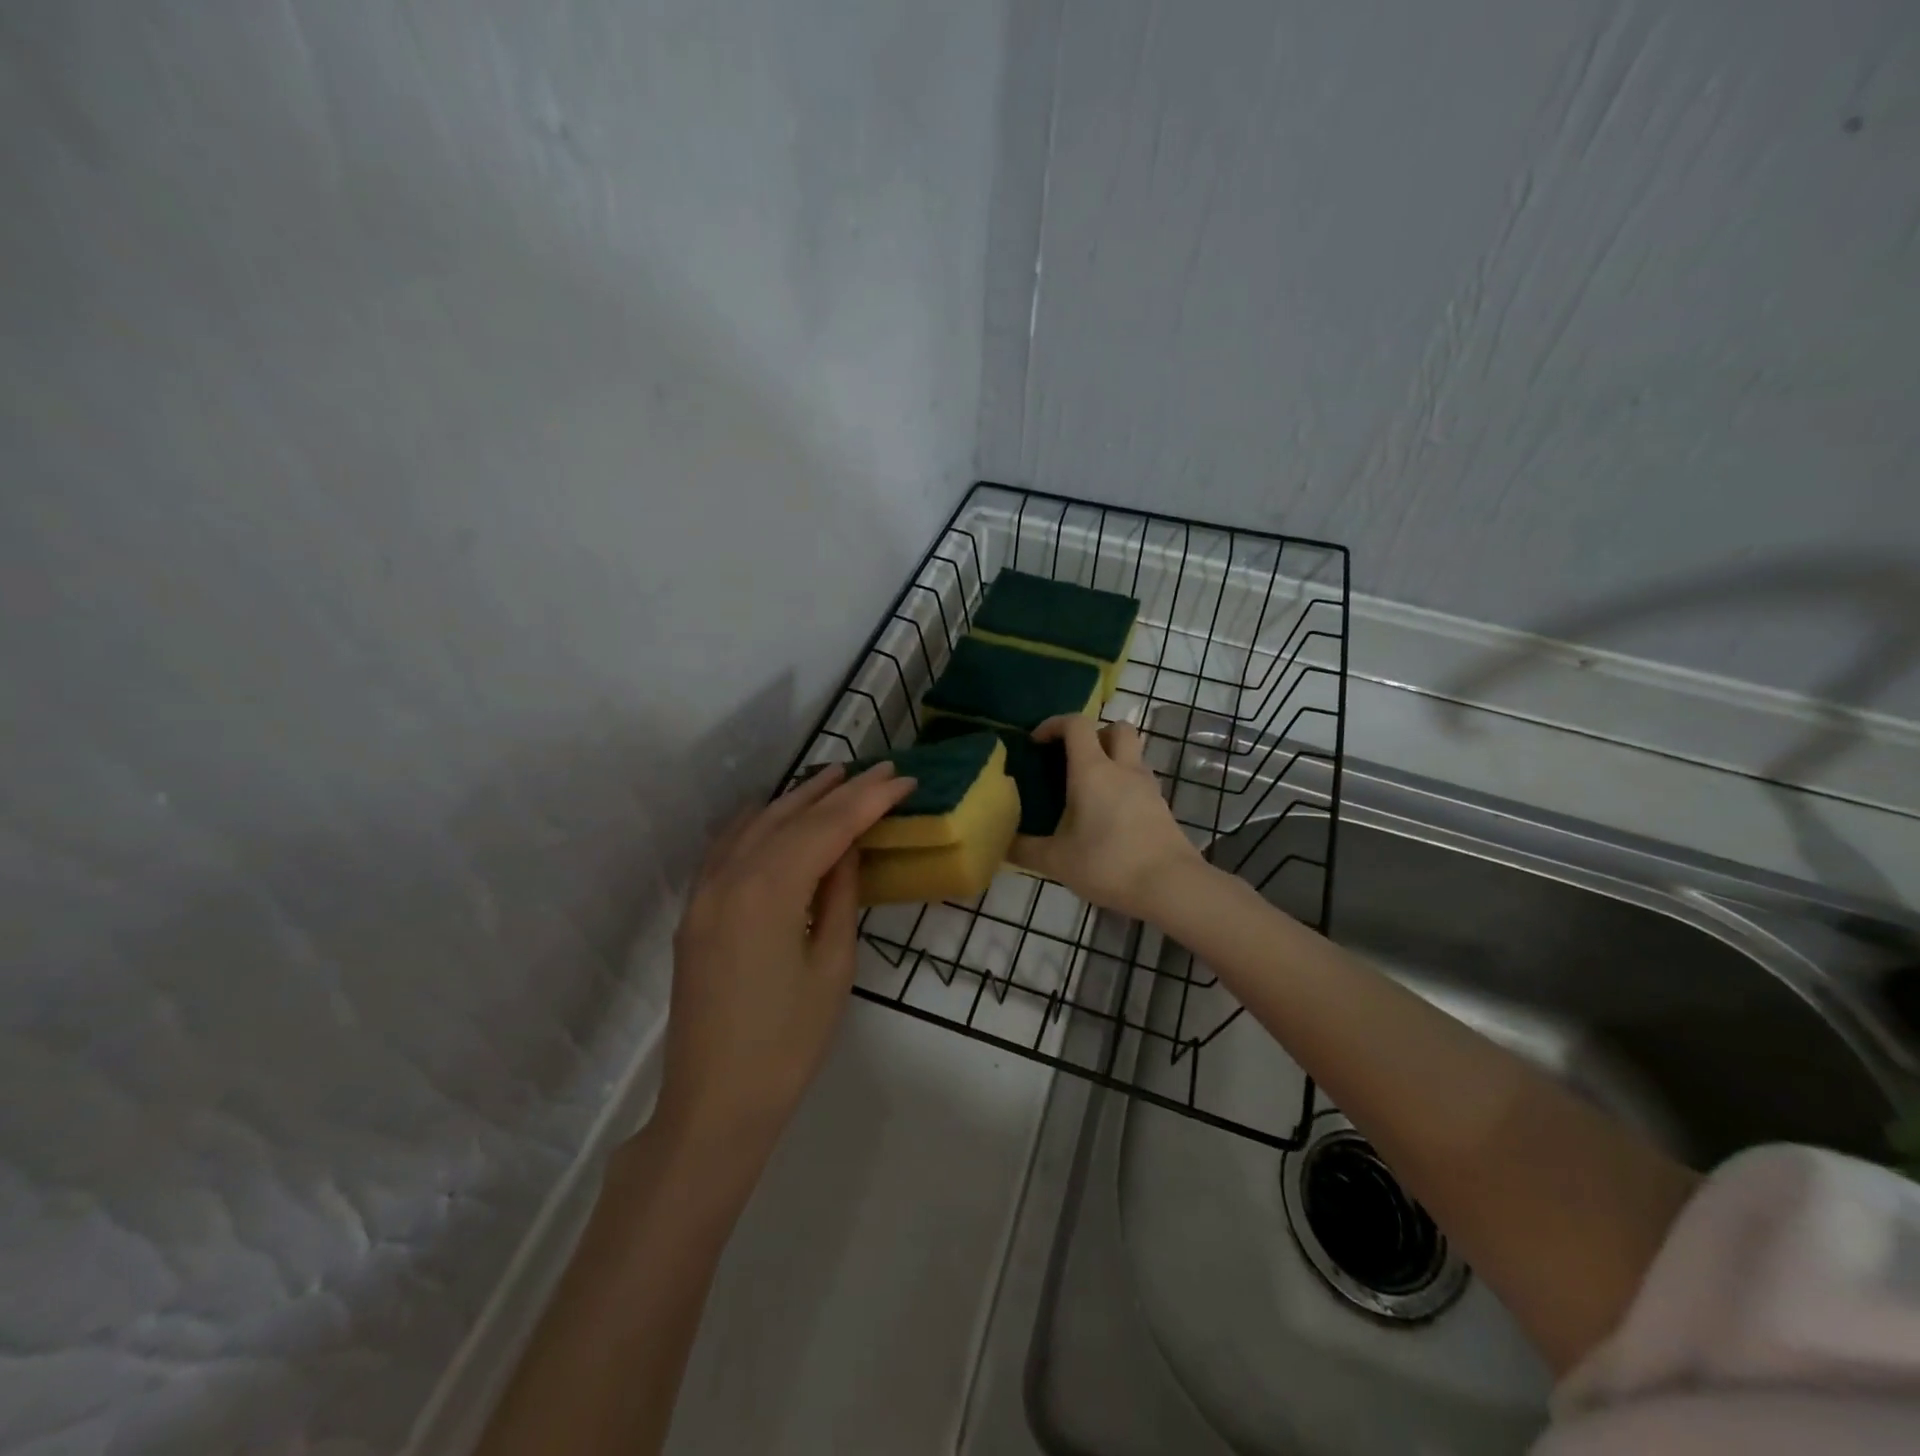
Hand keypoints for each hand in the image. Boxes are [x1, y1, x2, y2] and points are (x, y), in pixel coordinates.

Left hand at [656, 762, 915, 1157]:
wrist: (715, 1103)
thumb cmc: (788, 1044)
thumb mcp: (832, 966)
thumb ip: (839, 895)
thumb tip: (848, 847)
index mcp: (768, 891)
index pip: (827, 827)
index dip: (868, 800)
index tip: (902, 779)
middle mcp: (729, 877)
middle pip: (791, 817)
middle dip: (838, 790)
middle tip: (878, 769)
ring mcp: (704, 892)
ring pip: (756, 824)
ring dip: (797, 799)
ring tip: (835, 777)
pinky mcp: (695, 910)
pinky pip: (728, 846)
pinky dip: (760, 822)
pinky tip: (778, 814)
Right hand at [1009, 716, 1204, 920]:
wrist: (1171, 886)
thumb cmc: (1108, 863)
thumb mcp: (1057, 861)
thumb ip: (1025, 849)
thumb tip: (1002, 843)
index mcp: (1093, 770)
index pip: (1076, 724)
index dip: (1054, 724)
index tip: (1037, 743)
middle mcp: (1123, 769)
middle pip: (1116, 728)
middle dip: (1094, 734)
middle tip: (1074, 759)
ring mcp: (1148, 786)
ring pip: (1132, 754)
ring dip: (1112, 760)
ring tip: (1089, 791)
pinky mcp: (1162, 807)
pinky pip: (1140, 781)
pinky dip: (1124, 786)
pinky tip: (1109, 816)